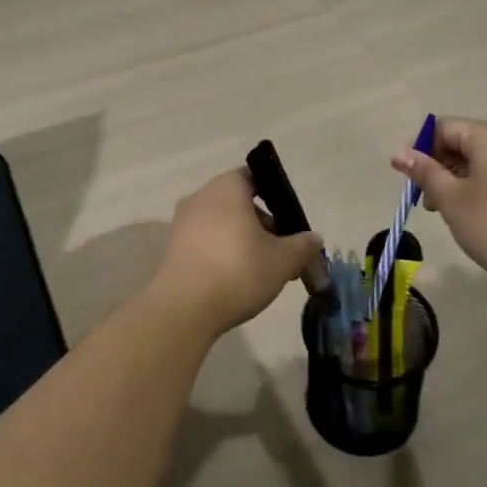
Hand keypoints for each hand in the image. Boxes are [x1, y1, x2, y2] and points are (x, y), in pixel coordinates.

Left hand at [152, 170, 324, 337]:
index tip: (289, 223)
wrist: (184, 308)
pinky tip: (235, 282)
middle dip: (262, 225)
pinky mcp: (172, 249)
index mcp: (227, 187)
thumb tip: (314, 239)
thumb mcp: (283, 260)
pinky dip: (222, 254)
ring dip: (243, 241)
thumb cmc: (239, 270)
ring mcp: (182, 223)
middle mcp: (201, 197)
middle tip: (281, 253)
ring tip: (262, 272)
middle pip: (238, 203)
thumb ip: (303, 245)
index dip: (275, 196)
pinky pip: (205, 243)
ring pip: (222, 224)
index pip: (254, 177)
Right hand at [392, 117, 486, 292]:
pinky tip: (474, 217)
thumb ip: (425, 172)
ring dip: (456, 181)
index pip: (444, 127)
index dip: (419, 148)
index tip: (407, 178)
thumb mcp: (452, 199)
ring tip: (447, 213)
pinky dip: (479, 189)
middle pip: (463, 142)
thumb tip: (400, 154)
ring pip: (481, 161)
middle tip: (426, 200)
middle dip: (438, 167)